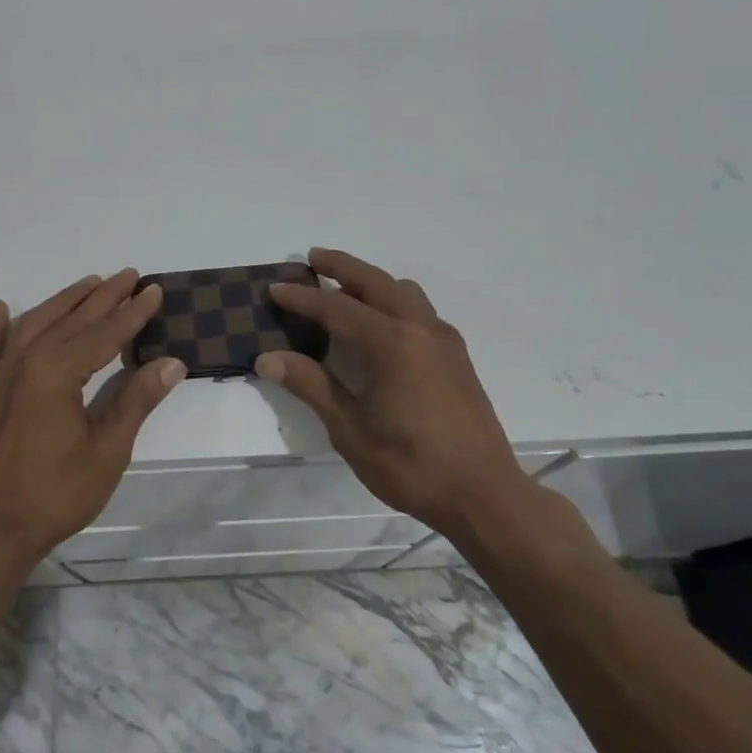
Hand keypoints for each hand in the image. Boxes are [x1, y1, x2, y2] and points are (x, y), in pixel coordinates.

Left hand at [0, 269, 185, 565]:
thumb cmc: (55, 494)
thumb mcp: (107, 451)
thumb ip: (136, 401)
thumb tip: (172, 363)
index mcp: (56, 373)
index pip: (104, 333)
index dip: (133, 313)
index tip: (154, 290)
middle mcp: (25, 361)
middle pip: (71, 320)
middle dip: (103, 297)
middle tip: (129, 275)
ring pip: (34, 324)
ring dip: (64, 301)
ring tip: (89, 283)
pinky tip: (1, 308)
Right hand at [255, 248, 528, 534]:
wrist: (483, 494)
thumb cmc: (410, 464)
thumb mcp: (350, 429)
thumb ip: (311, 385)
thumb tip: (268, 358)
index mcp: (391, 342)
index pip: (336, 307)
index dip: (302, 298)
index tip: (275, 288)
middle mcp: (420, 328)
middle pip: (375, 281)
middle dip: (341, 266)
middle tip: (312, 258)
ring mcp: (444, 340)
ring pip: (403, 292)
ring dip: (371, 283)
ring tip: (344, 292)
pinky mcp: (457, 356)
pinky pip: (420, 310)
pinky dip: (393, 302)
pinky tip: (380, 328)